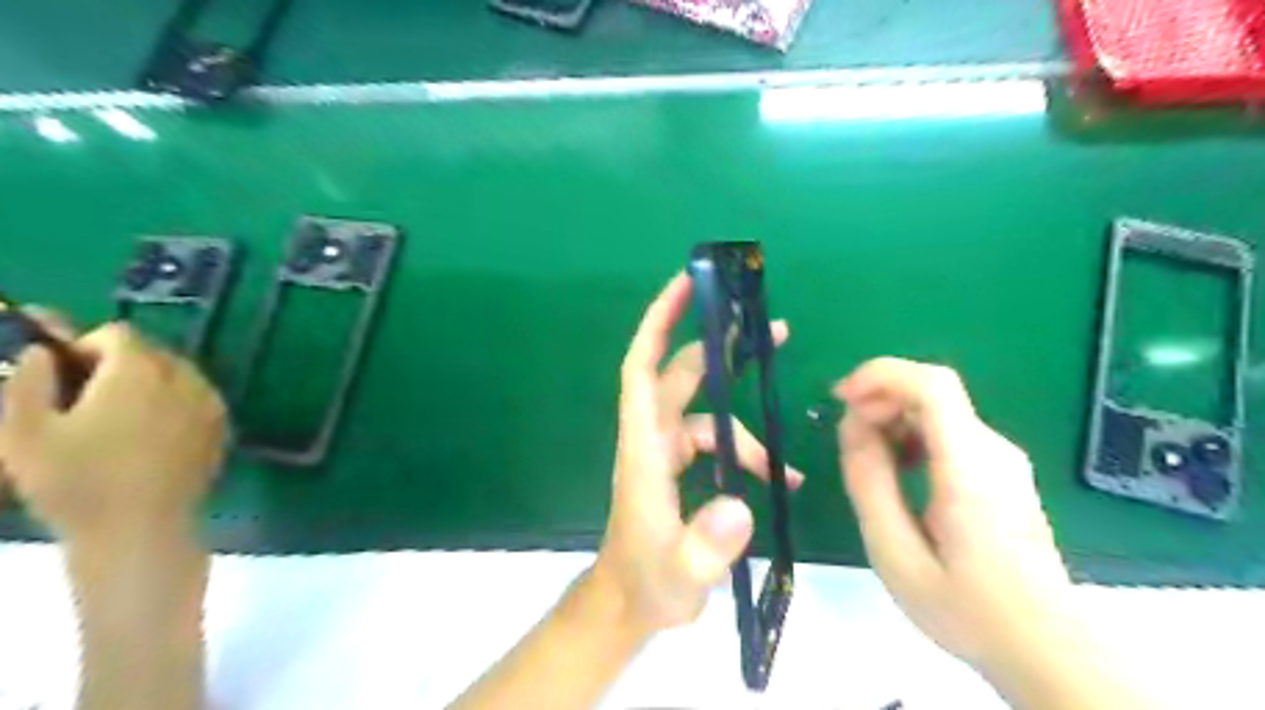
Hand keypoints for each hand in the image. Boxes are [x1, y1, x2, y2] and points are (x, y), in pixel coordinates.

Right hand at [0, 316, 223, 538]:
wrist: (140, 529)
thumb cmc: (75, 481)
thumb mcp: (23, 430)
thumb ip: (27, 379)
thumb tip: (40, 350)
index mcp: (140, 371)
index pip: (118, 334)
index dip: (85, 347)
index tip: (64, 377)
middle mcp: (187, 378)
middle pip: (152, 353)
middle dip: (118, 366)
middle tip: (86, 401)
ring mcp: (211, 402)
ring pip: (178, 375)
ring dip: (149, 384)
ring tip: (118, 421)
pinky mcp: (223, 426)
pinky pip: (197, 399)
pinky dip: (174, 404)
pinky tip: (150, 437)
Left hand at [594, 273, 798, 635]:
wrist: (631, 603)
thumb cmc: (647, 583)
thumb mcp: (680, 574)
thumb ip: (707, 546)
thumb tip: (741, 507)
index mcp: (644, 448)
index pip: (644, 368)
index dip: (660, 323)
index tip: (686, 285)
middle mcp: (653, 438)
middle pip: (683, 375)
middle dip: (723, 349)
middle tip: (772, 328)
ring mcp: (667, 451)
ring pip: (710, 416)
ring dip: (748, 430)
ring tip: (787, 467)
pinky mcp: (680, 466)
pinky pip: (718, 442)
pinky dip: (746, 454)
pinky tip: (775, 483)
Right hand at [838, 359, 1069, 674]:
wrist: (1047, 649)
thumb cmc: (968, 608)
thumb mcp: (896, 553)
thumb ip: (869, 483)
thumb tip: (853, 425)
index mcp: (969, 467)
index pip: (931, 384)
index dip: (879, 376)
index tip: (839, 398)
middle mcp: (992, 449)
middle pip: (931, 392)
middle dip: (879, 400)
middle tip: (847, 440)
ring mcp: (1002, 459)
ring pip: (938, 410)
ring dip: (893, 420)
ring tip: (869, 463)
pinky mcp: (1001, 471)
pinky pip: (948, 432)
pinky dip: (911, 436)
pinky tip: (899, 473)